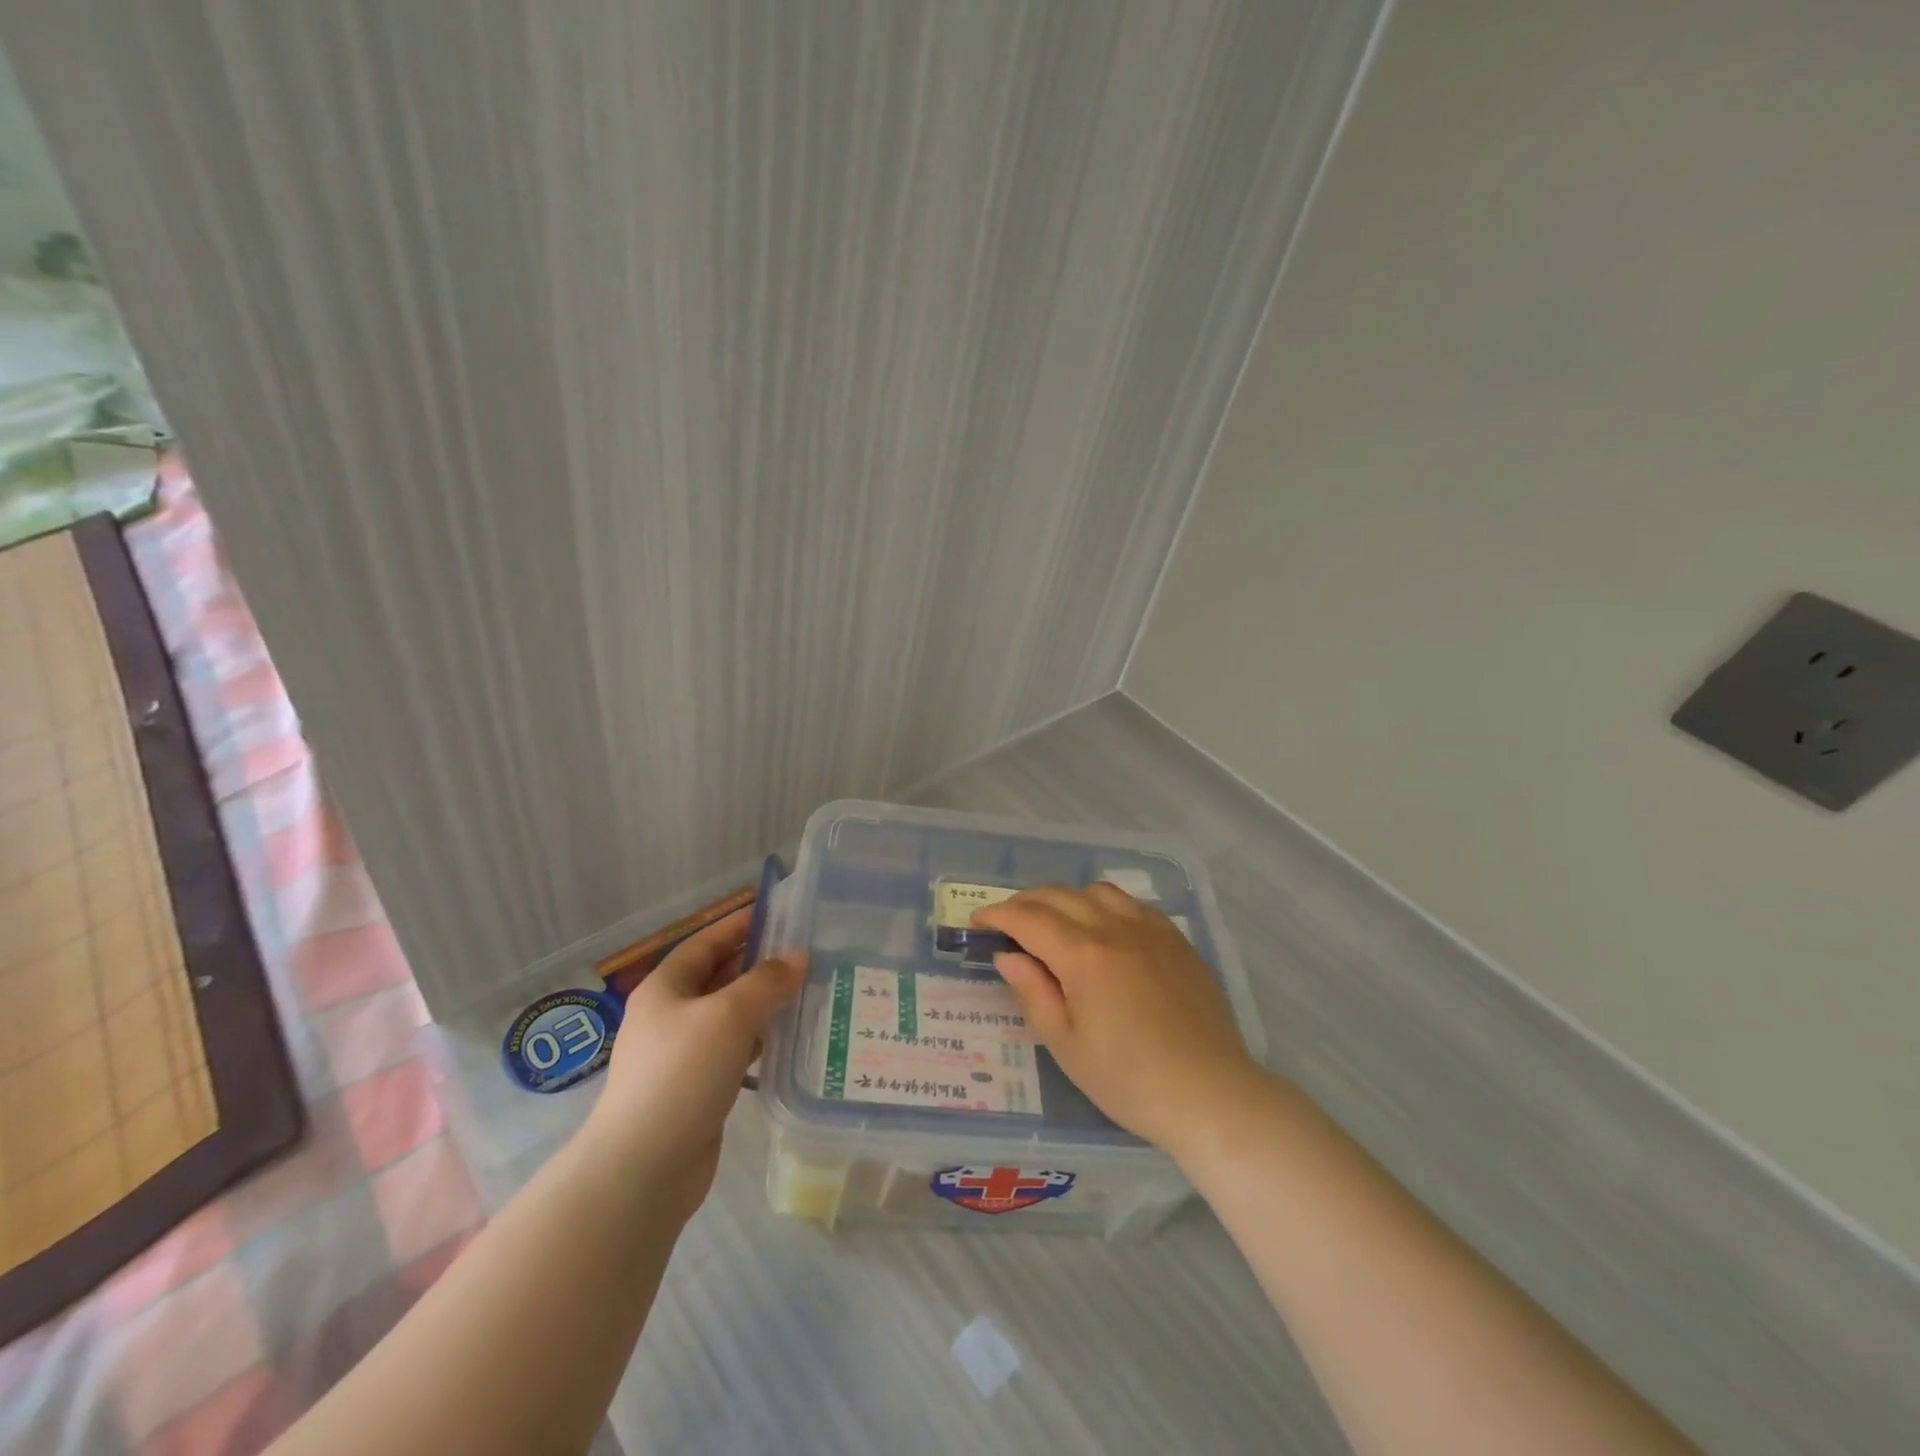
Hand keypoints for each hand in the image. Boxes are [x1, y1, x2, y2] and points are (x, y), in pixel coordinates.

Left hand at [583, 906, 803, 1216]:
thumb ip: (767, 982)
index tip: (779, 913)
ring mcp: (683, 1055)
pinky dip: (760, 1039)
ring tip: (808, 990)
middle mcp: (671, 1016)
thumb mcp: (729, 1015)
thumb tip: (800, 956)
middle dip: (758, 963)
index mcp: (666, 988)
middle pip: (719, 977)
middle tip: (805, 953)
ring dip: (763, 1003)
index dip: (739, 925)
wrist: (643, 1169)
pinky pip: (734, 1050)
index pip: (706, 943)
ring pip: (730, 1015)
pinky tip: (789, 1038)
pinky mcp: (698, 1088)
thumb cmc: (681, 1074)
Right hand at [973, 884, 1261, 1155]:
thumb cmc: (1129, 1080)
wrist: (1210, 1094)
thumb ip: (1032, 992)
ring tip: (1054, 922)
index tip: (978, 921)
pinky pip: (1133, 904)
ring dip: (1066, 898)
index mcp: (1084, 955)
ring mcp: (1151, 929)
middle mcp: (1116, 928)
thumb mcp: (1066, 1044)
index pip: (1029, 918)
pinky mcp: (1176, 940)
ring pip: (1098, 891)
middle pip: (1060, 896)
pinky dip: (1104, 905)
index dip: (998, 915)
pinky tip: (1103, 929)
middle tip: (1007, 921)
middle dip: (1025, 902)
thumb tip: (1007, 956)